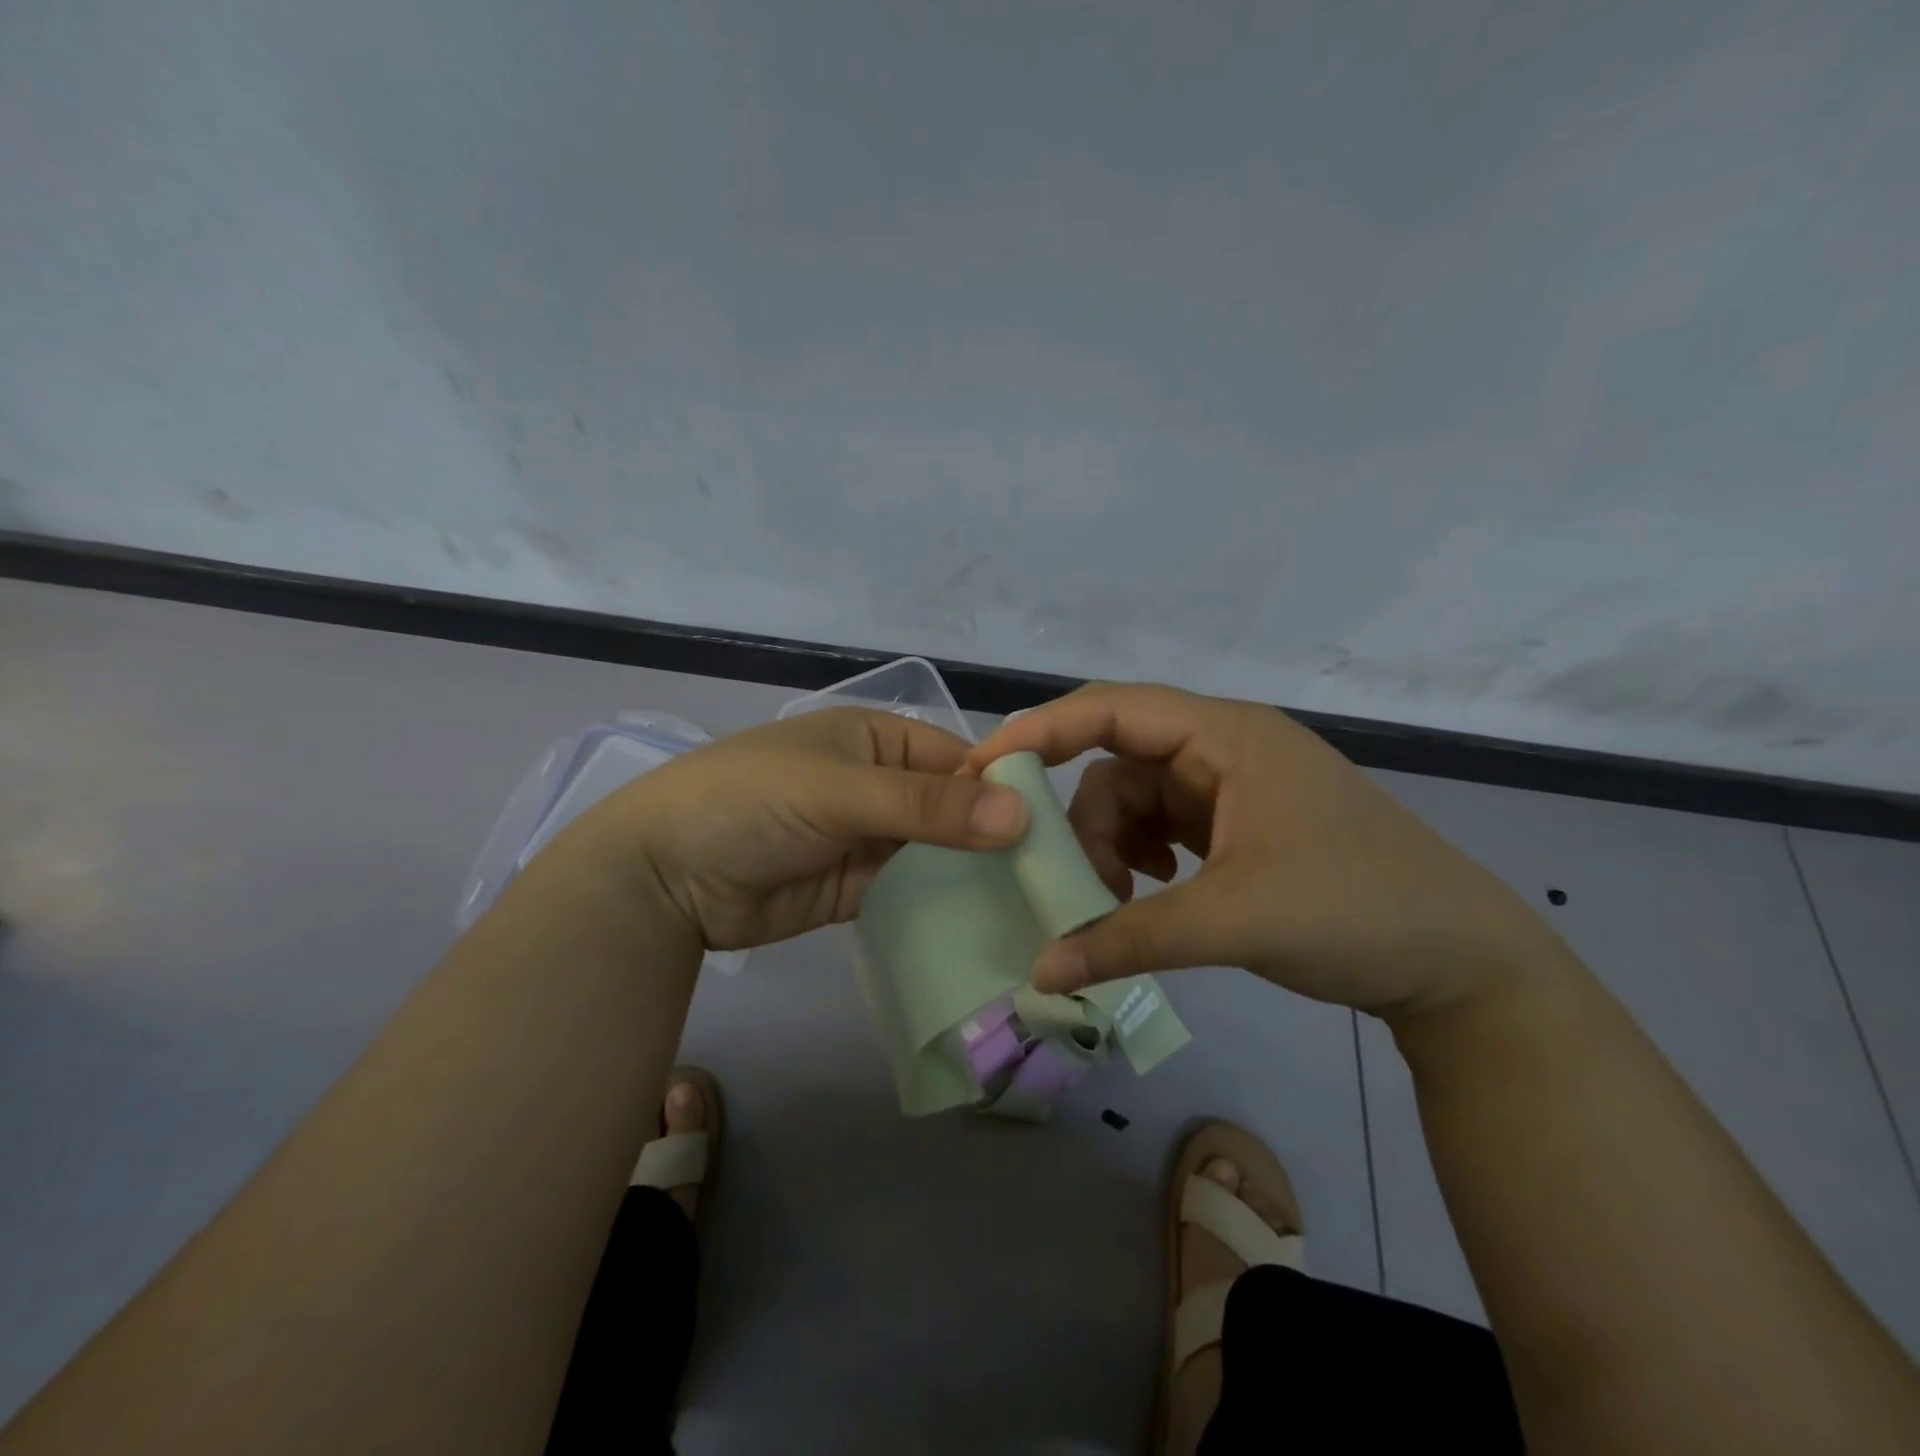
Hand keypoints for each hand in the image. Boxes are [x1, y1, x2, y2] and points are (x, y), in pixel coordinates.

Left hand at [573, 708, 1029, 951]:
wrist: (663, 876)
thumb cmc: (750, 802)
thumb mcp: (839, 791)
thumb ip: (927, 806)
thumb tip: (1022, 814)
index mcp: (877, 740)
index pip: (958, 760)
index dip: (1002, 789)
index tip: (1054, 832)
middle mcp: (880, 785)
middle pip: (953, 809)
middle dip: (995, 838)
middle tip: (1055, 880)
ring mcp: (869, 840)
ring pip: (938, 853)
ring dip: (974, 875)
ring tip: (1037, 909)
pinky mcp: (858, 889)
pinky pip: (912, 892)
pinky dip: (943, 905)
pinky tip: (988, 925)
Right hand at [965, 683, 1566, 1021]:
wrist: (1460, 962)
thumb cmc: (1355, 911)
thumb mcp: (1233, 919)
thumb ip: (1128, 939)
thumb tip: (1039, 971)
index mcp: (1226, 736)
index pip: (1112, 708)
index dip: (1042, 729)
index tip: (985, 767)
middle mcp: (1222, 748)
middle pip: (1117, 764)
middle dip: (1086, 823)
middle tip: (1080, 891)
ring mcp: (1231, 787)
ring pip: (1135, 800)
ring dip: (1112, 848)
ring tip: (1120, 906)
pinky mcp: (1237, 825)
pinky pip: (1161, 827)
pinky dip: (1140, 858)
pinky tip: (1150, 894)